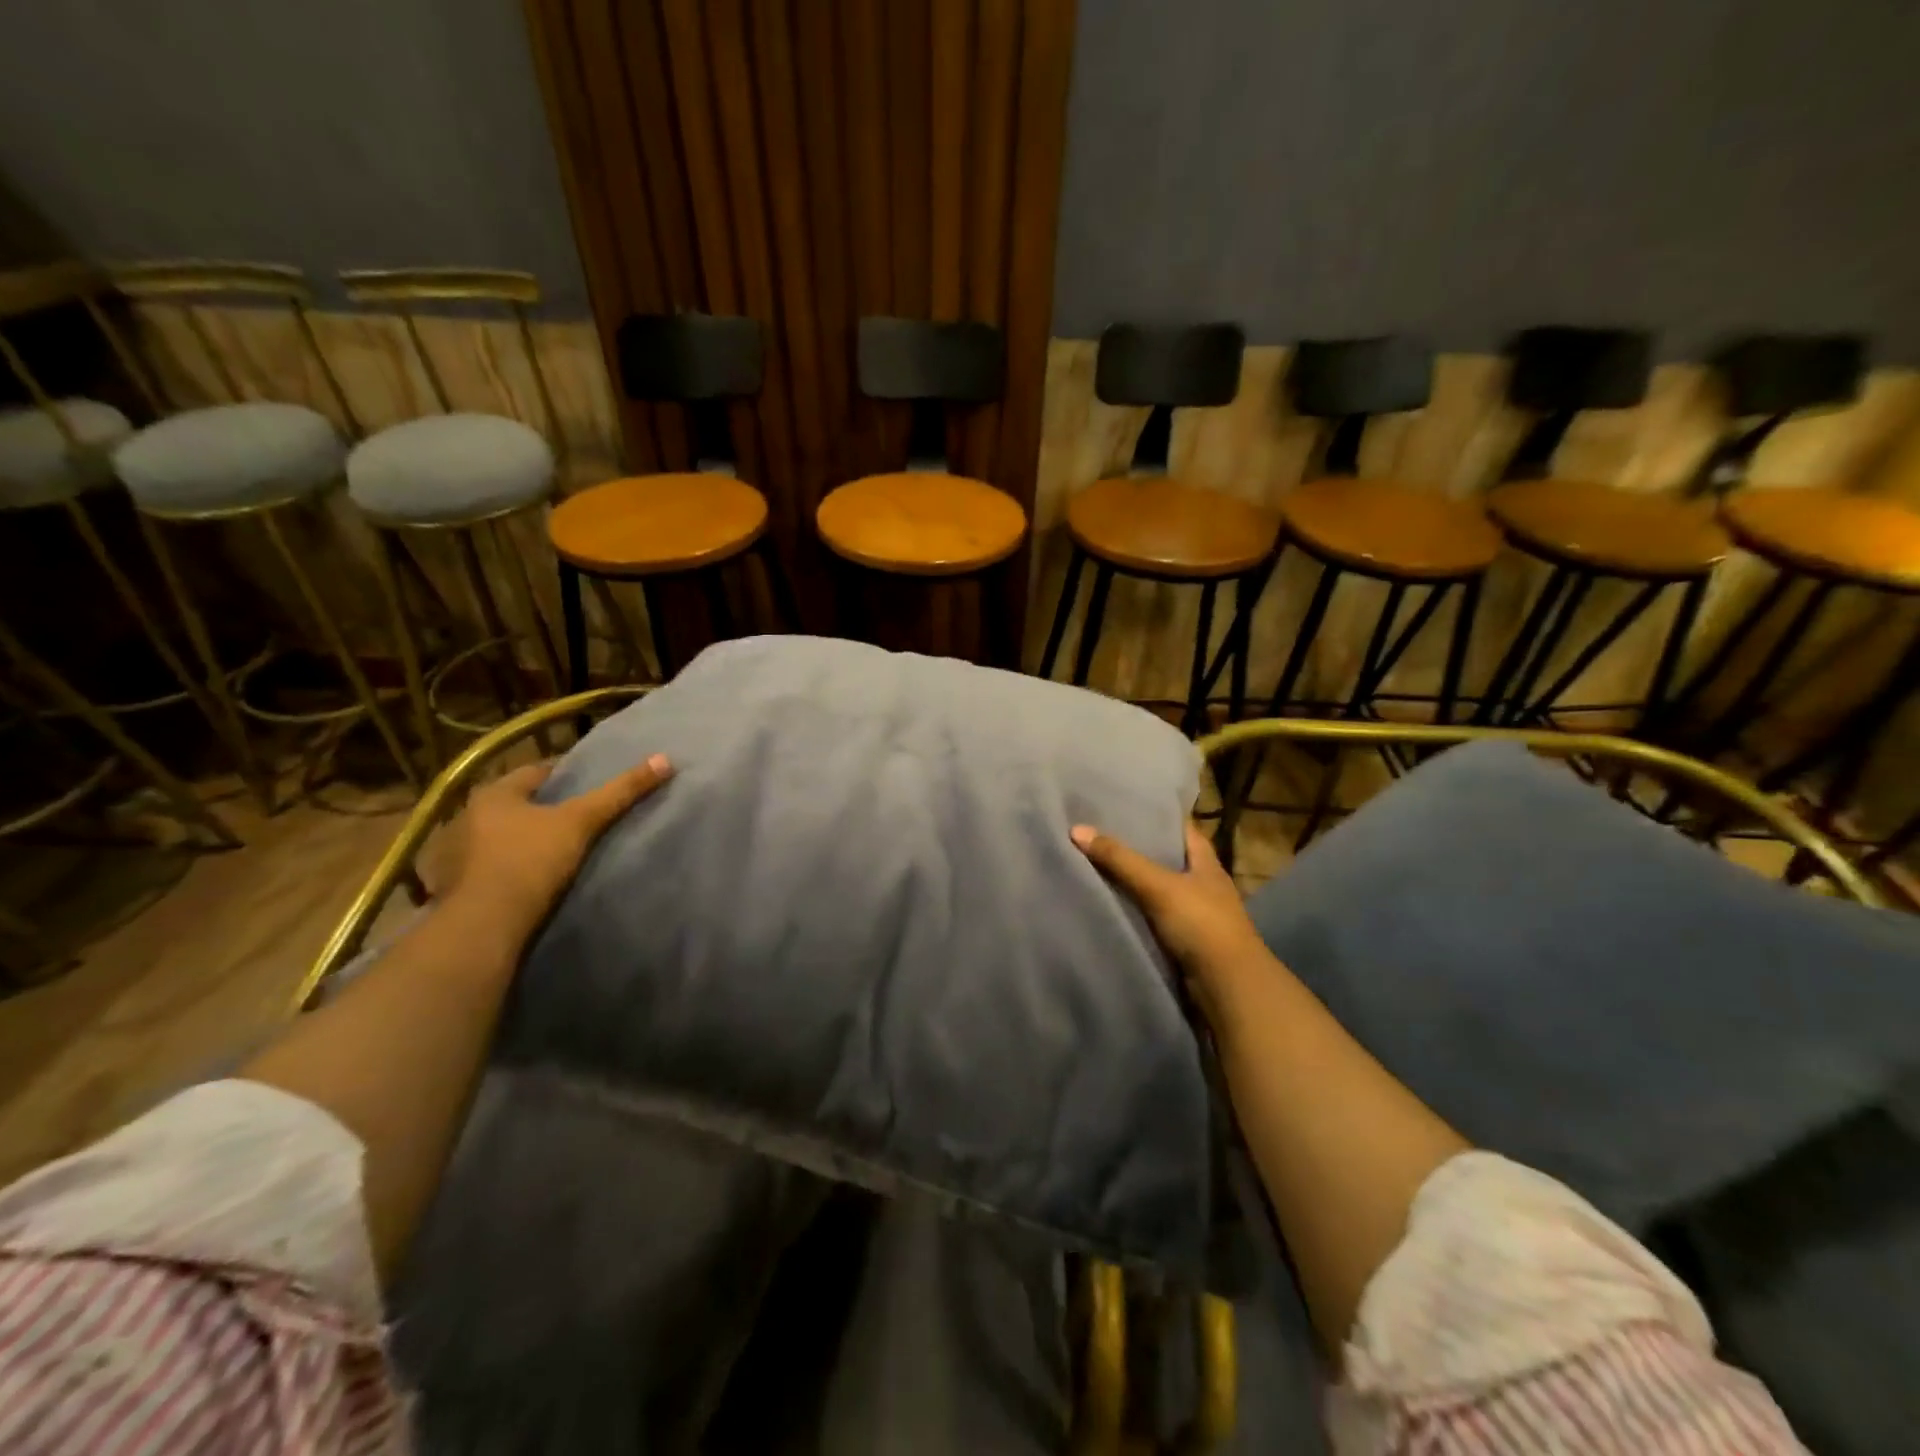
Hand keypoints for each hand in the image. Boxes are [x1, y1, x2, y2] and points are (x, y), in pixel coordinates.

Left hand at [434, 753, 672, 937]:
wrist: (484, 925)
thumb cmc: (531, 860)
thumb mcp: (582, 822)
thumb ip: (621, 792)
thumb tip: (665, 759)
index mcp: (493, 794)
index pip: (536, 771)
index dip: (567, 773)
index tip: (592, 780)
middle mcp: (467, 816)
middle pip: (516, 804)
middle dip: (543, 807)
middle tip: (579, 814)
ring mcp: (455, 854)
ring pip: (500, 836)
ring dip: (522, 838)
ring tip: (557, 847)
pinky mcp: (454, 887)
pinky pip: (489, 866)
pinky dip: (508, 866)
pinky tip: (529, 876)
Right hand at [1071, 820, 1272, 1013]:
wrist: (1227, 988)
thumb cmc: (1201, 924)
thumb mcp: (1158, 885)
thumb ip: (1119, 859)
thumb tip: (1077, 829)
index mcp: (1206, 863)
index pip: (1181, 829)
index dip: (1156, 817)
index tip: (1123, 806)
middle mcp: (1202, 885)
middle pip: (1165, 859)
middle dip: (1136, 850)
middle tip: (1097, 834)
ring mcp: (1193, 915)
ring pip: (1156, 891)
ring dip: (1131, 883)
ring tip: (1092, 865)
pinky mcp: (1182, 942)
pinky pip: (1151, 918)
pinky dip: (1133, 912)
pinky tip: (1106, 904)